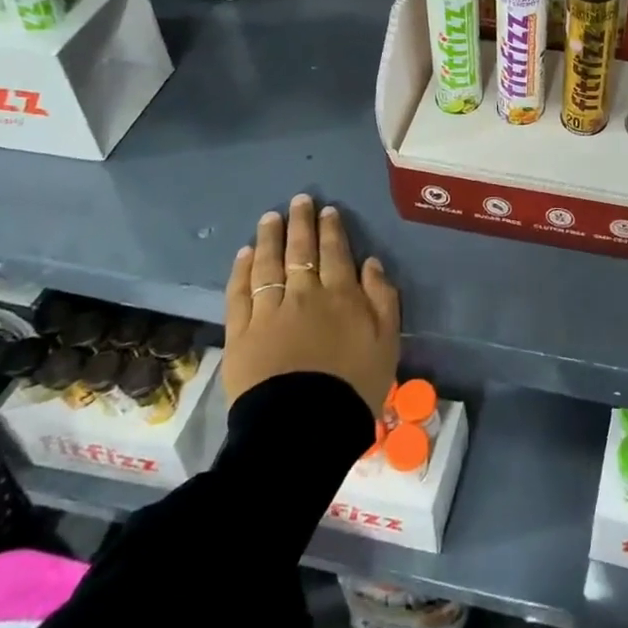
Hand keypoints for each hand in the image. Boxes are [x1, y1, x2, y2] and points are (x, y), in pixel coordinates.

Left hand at [223, 194, 400, 411]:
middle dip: (301, 222)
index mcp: (342, 295)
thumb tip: (371, 263)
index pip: (336, 252)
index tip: (327, 210)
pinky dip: (242, 270)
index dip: (331, 229)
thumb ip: (382, 299)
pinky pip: (240, 292)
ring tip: (270, 218)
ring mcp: (269, 311)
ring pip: (268, 264)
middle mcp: (305, 294)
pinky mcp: (242, 332)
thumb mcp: (387, 343)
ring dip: (269, 237)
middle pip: (301, 250)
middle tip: (299, 200)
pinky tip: (244, 254)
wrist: (303, 427)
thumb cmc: (354, 386)